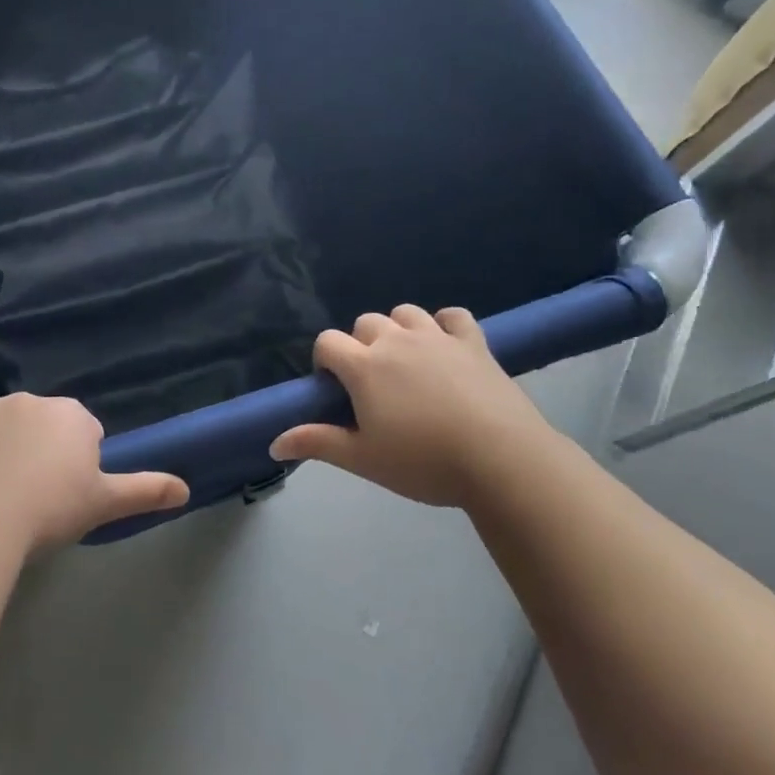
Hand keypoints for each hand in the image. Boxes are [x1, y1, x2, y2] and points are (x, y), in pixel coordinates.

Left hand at [0, 393, 189, 551]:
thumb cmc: (51, 508)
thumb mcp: (104, 503)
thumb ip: (145, 490)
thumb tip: (186, 488)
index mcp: (70, 415)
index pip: (83, 432)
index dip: (78, 464)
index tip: (67, 495)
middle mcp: (29, 401)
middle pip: (42, 427)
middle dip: (42, 453)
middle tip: (36, 500)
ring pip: (3, 431)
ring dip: (5, 453)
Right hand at [270, 305, 559, 507]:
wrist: (501, 459)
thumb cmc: (423, 462)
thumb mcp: (363, 459)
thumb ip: (317, 443)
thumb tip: (273, 444)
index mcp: (364, 366)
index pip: (327, 342)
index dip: (325, 361)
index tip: (337, 390)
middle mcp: (396, 340)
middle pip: (365, 322)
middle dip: (361, 345)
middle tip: (374, 385)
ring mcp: (437, 337)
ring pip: (405, 312)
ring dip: (398, 330)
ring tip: (406, 362)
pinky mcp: (473, 342)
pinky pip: (453, 316)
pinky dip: (444, 325)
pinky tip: (445, 346)